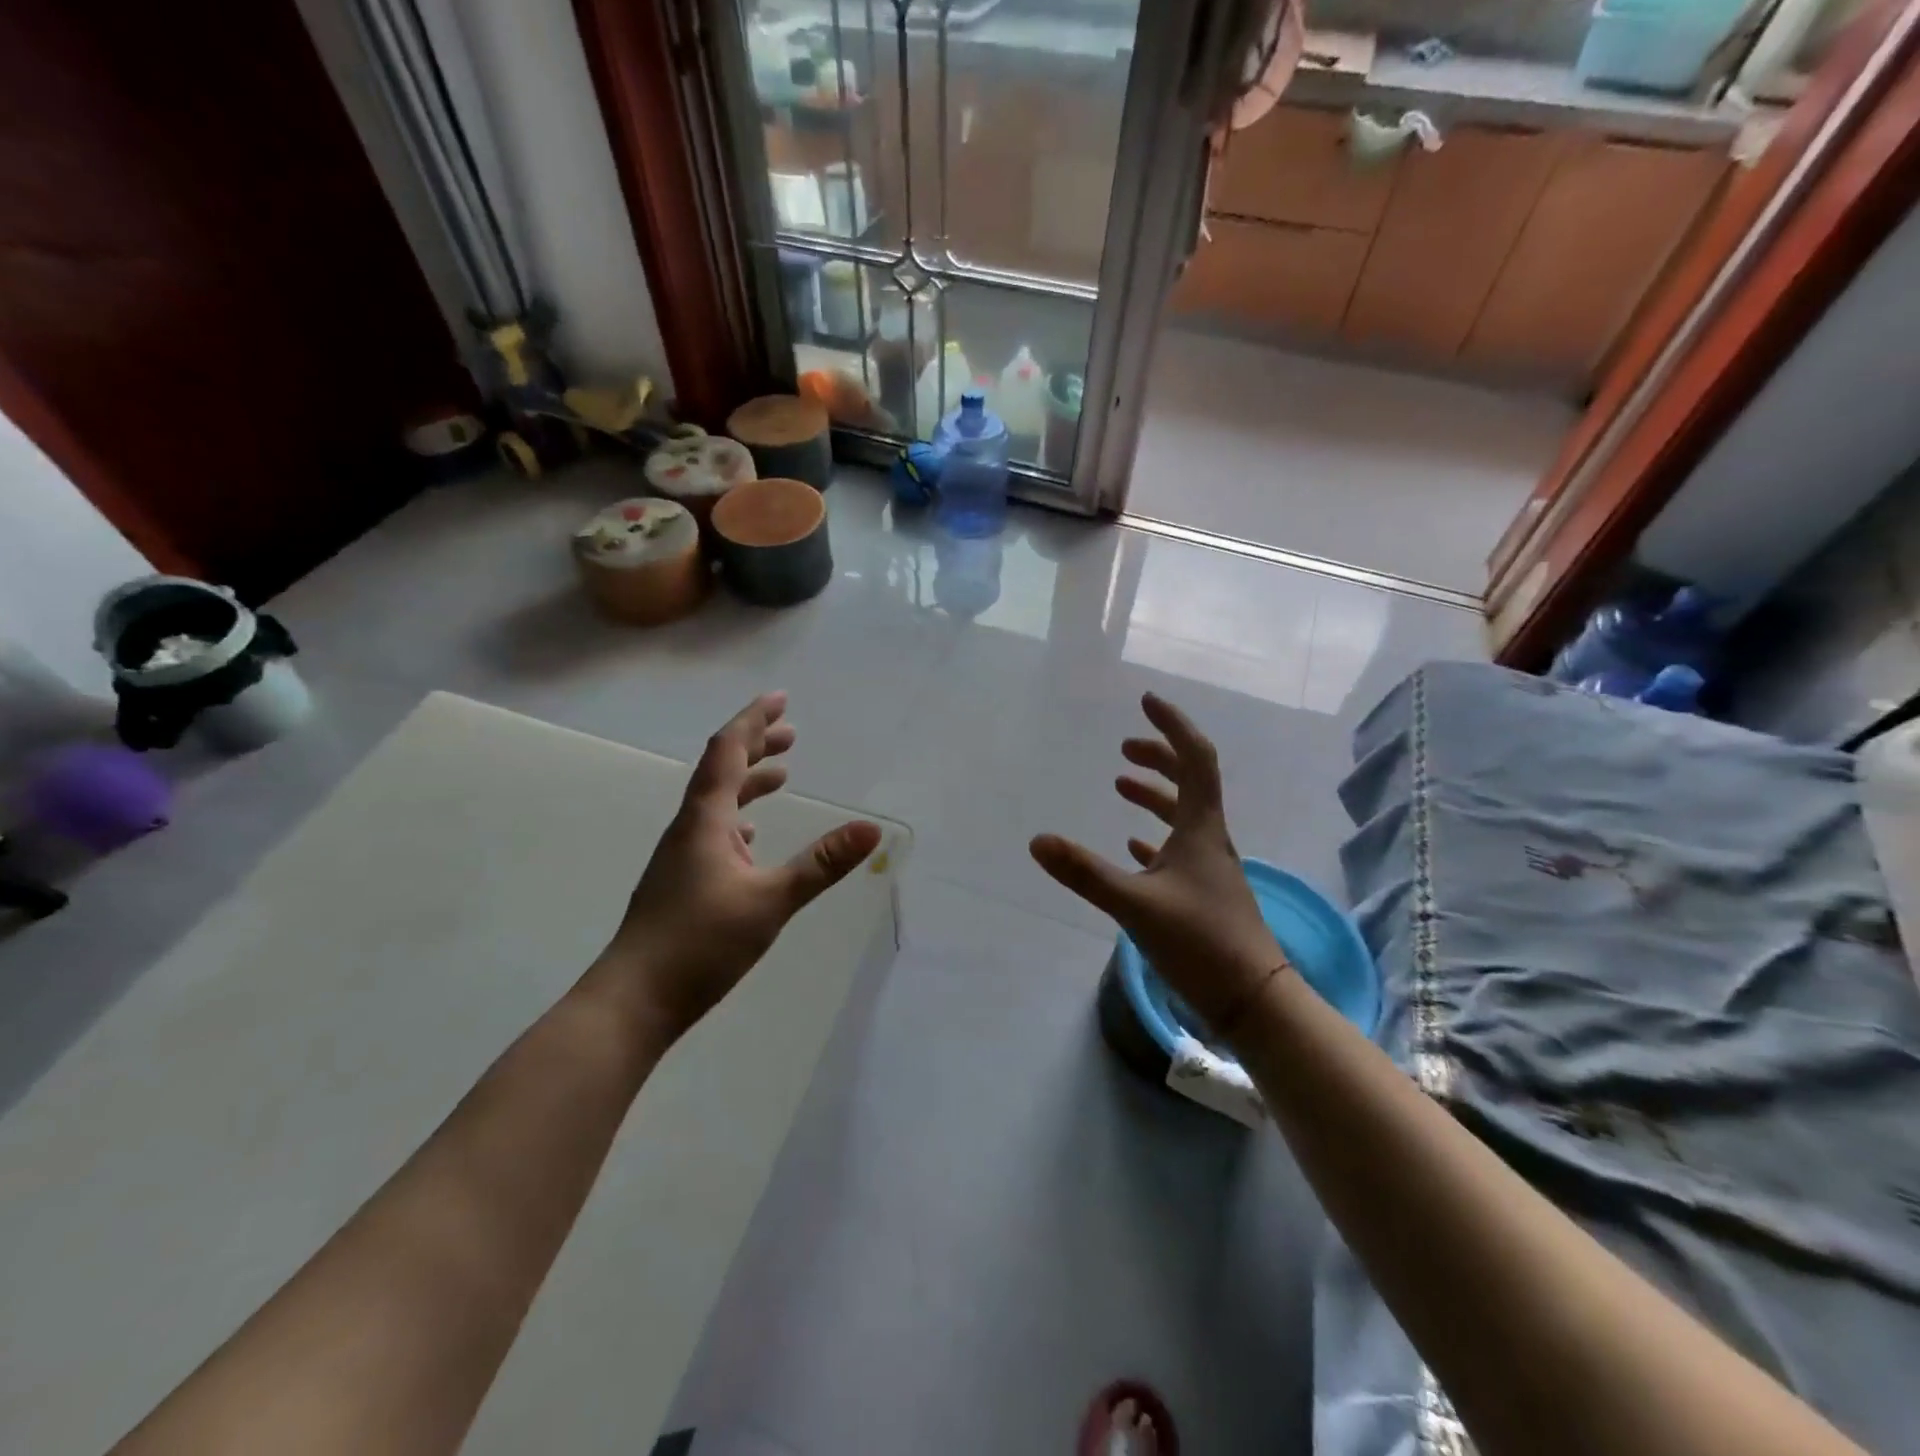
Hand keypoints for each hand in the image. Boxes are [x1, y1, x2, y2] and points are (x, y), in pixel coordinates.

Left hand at [597, 692, 881, 1042]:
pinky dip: (737, 820)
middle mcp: (688, 829)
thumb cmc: (699, 945)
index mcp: (705, 820)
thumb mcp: (771, 902)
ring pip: (717, 803)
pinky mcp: (681, 883)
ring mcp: (680, 857)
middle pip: (721, 771)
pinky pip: (712, 832)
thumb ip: (821, 864)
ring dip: (749, 782)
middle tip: (790, 732)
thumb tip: (872, 829)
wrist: (633, 1001)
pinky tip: (750, 838)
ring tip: (781, 775)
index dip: (753, 720)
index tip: (780, 698)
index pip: (728, 752)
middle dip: (756, 746)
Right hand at [1029, 692, 1284, 1039]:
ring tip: (1121, 785)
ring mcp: (1208, 868)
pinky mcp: (1203, 895)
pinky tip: (1134, 846)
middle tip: (1124, 749)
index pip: (1195, 759)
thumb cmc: (1200, 943)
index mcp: (1201, 829)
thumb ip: (1084, 873)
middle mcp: (1209, 839)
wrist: (1252, 1000)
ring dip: (1154, 796)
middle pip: (1190, 782)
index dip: (1172, 726)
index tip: (1147, 702)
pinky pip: (1178, 852)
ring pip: (1182, 817)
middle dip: (1158, 758)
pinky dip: (1155, 838)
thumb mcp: (1135, 905)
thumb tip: (1037, 841)